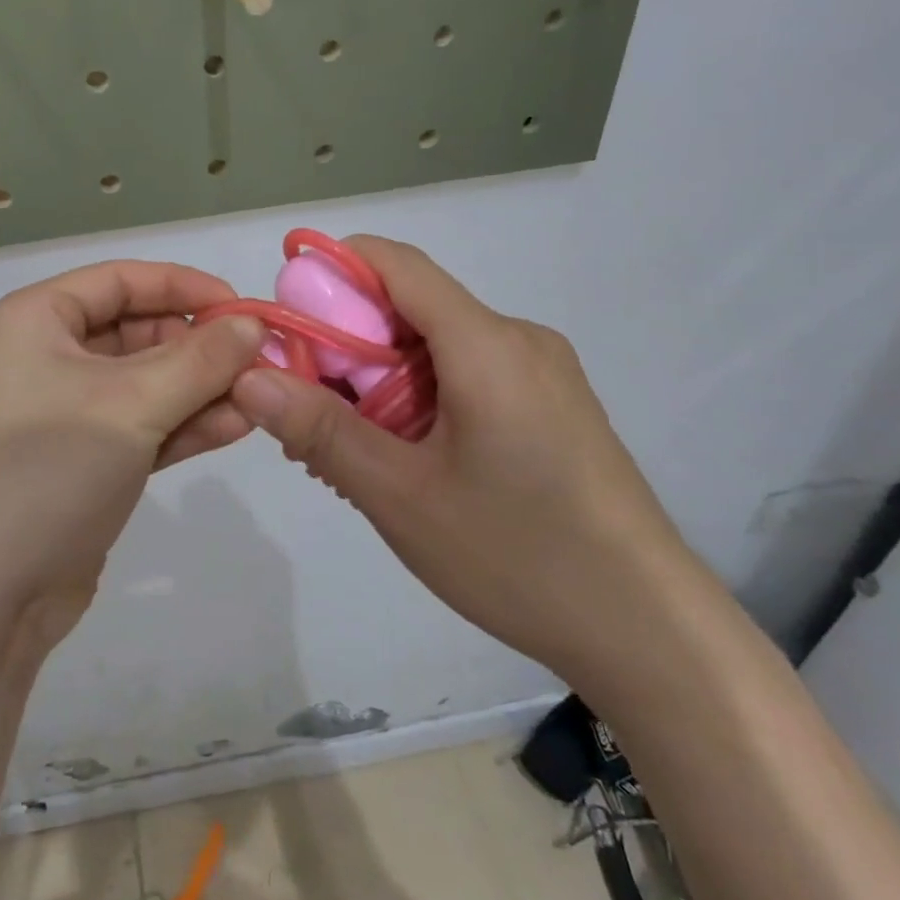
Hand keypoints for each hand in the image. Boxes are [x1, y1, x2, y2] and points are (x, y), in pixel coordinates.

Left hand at [0, 262, 263, 644]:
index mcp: (38, 320)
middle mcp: (48, 356)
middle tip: (260, 363)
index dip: (184, 286)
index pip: (121, 280)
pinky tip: (236, 427)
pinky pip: (143, 426)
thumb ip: (199, 360)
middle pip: (138, 331)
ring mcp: (67, 412)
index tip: (241, 308)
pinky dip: (185, 425)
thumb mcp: (130, 404)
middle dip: (198, 347)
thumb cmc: (49, 467)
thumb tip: (252, 324)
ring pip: (146, 383)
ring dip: (201, 389)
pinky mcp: (85, 461)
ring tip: (260, 398)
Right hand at [230, 236, 699, 682]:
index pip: (395, 263)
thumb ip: (320, 429)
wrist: (652, 635)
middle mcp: (517, 340)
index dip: (330, 270)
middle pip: (410, 309)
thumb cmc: (519, 556)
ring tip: (348, 451)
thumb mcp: (400, 495)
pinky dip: (417, 399)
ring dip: (378, 381)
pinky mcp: (551, 407)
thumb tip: (248, 378)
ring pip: (434, 348)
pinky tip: (403, 460)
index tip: (284, 315)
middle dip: (346, 346)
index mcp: (487, 343)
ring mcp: (541, 374)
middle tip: (303, 410)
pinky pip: (465, 376)